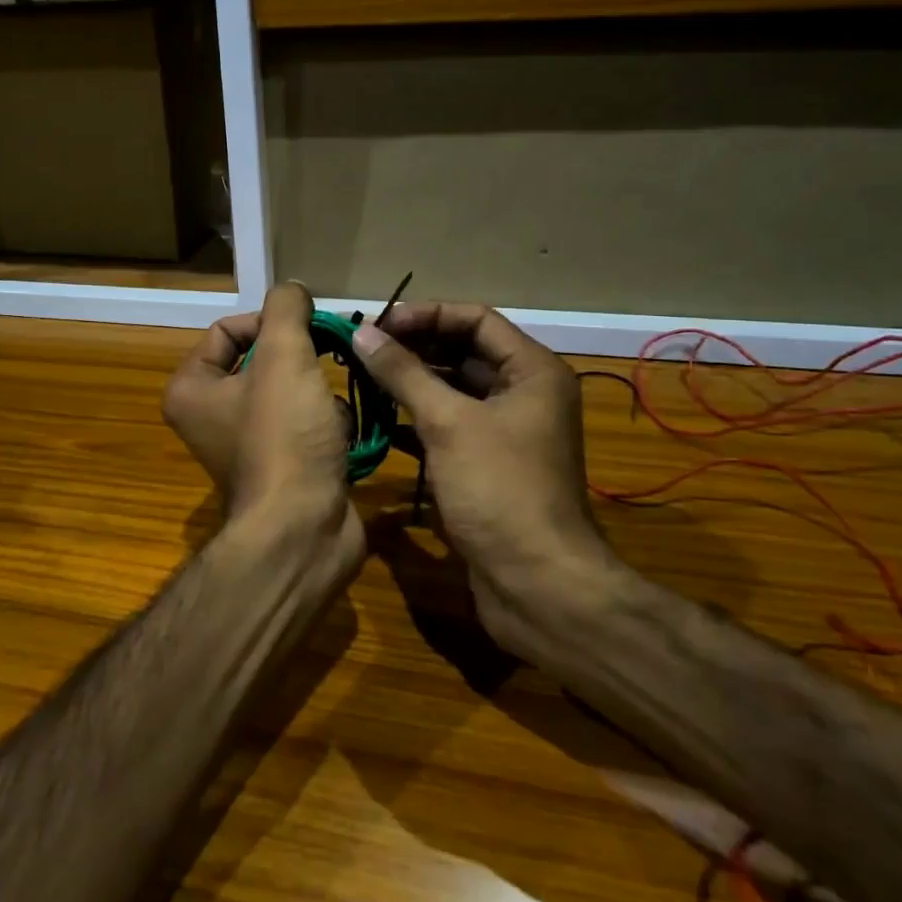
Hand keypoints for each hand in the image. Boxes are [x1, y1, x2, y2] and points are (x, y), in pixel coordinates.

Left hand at [162, 283, 363, 556]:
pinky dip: (326, 424)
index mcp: (191, 388)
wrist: (304, 529)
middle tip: (329, 357)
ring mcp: (246, 445)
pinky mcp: (281, 466)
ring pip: (290, 391)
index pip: (227, 330)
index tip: (305, 331)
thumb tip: (293, 290)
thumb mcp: (285, 356)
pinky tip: (339, 436)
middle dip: (301, 359)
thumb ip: (286, 309)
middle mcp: (210, 416)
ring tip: (330, 408)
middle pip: (263, 360)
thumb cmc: (284, 436)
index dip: (269, 323)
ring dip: (318, 392)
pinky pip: (306, 424)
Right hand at [351, 303, 623, 657]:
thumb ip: (404, 374)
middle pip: (464, 353)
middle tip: (364, 350)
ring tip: (364, 378)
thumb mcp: (449, 423)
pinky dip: (418, 421)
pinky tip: (380, 422)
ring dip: (413, 384)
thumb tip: (363, 333)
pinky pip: (450, 427)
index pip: (476, 320)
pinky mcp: (488, 466)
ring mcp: (507, 433)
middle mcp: (525, 395)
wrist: (537, 585)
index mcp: (532, 372)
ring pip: (454, 391)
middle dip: (415, 348)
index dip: (427, 316)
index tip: (379, 324)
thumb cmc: (500, 490)